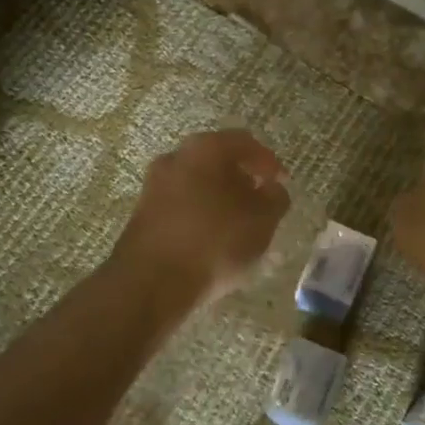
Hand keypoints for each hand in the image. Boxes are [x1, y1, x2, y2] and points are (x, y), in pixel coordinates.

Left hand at [113, 129, 289, 304]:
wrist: (151, 282)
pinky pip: (181, 204)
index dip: (268, 162)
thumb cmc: (215, 242)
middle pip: (217, 160)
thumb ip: (275, 198)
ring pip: (197, 183)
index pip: (245, 142)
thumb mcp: (262, 221)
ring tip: (238, 226)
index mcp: (206, 148)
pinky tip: (212, 240)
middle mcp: (175, 157)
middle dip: (242, 179)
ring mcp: (154, 184)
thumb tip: (271, 189)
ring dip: (219, 198)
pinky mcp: (142, 213)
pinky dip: (200, 214)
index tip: (281, 183)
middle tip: (261, 203)